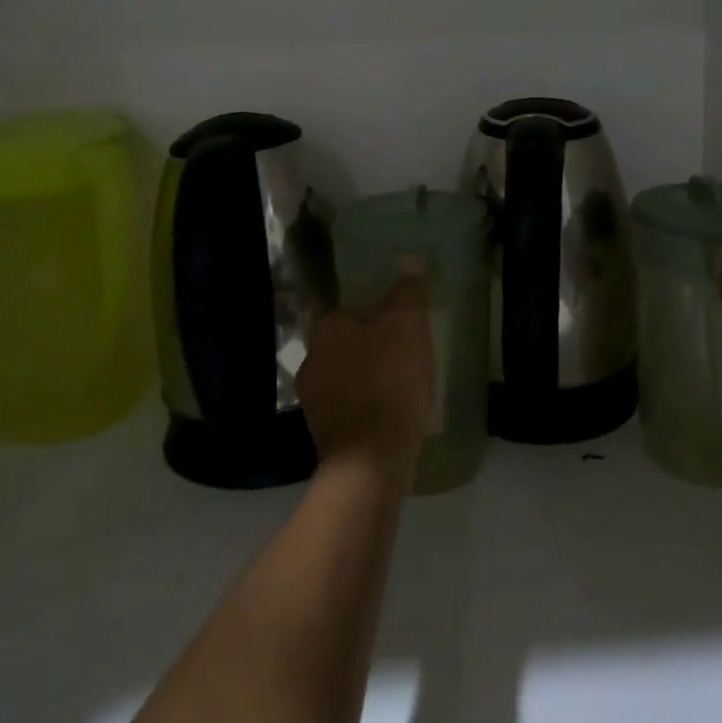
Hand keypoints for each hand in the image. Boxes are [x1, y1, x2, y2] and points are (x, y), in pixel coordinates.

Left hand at [298, 264, 434, 482]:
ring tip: (401, 384)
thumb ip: (408, 292)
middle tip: (404, 353)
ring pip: (344, 376)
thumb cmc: (390, 382)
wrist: (371, 462)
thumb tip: (410, 261)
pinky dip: (365, 406)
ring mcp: (312, 400)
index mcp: (327, 329)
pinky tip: (389, 413)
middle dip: (370, 347)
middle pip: (346, 343)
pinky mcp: (322, 433)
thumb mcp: (408, 327)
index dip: (376, 315)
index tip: (400, 326)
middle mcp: (311, 359)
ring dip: (366, 377)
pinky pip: (348, 407)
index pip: (349, 310)